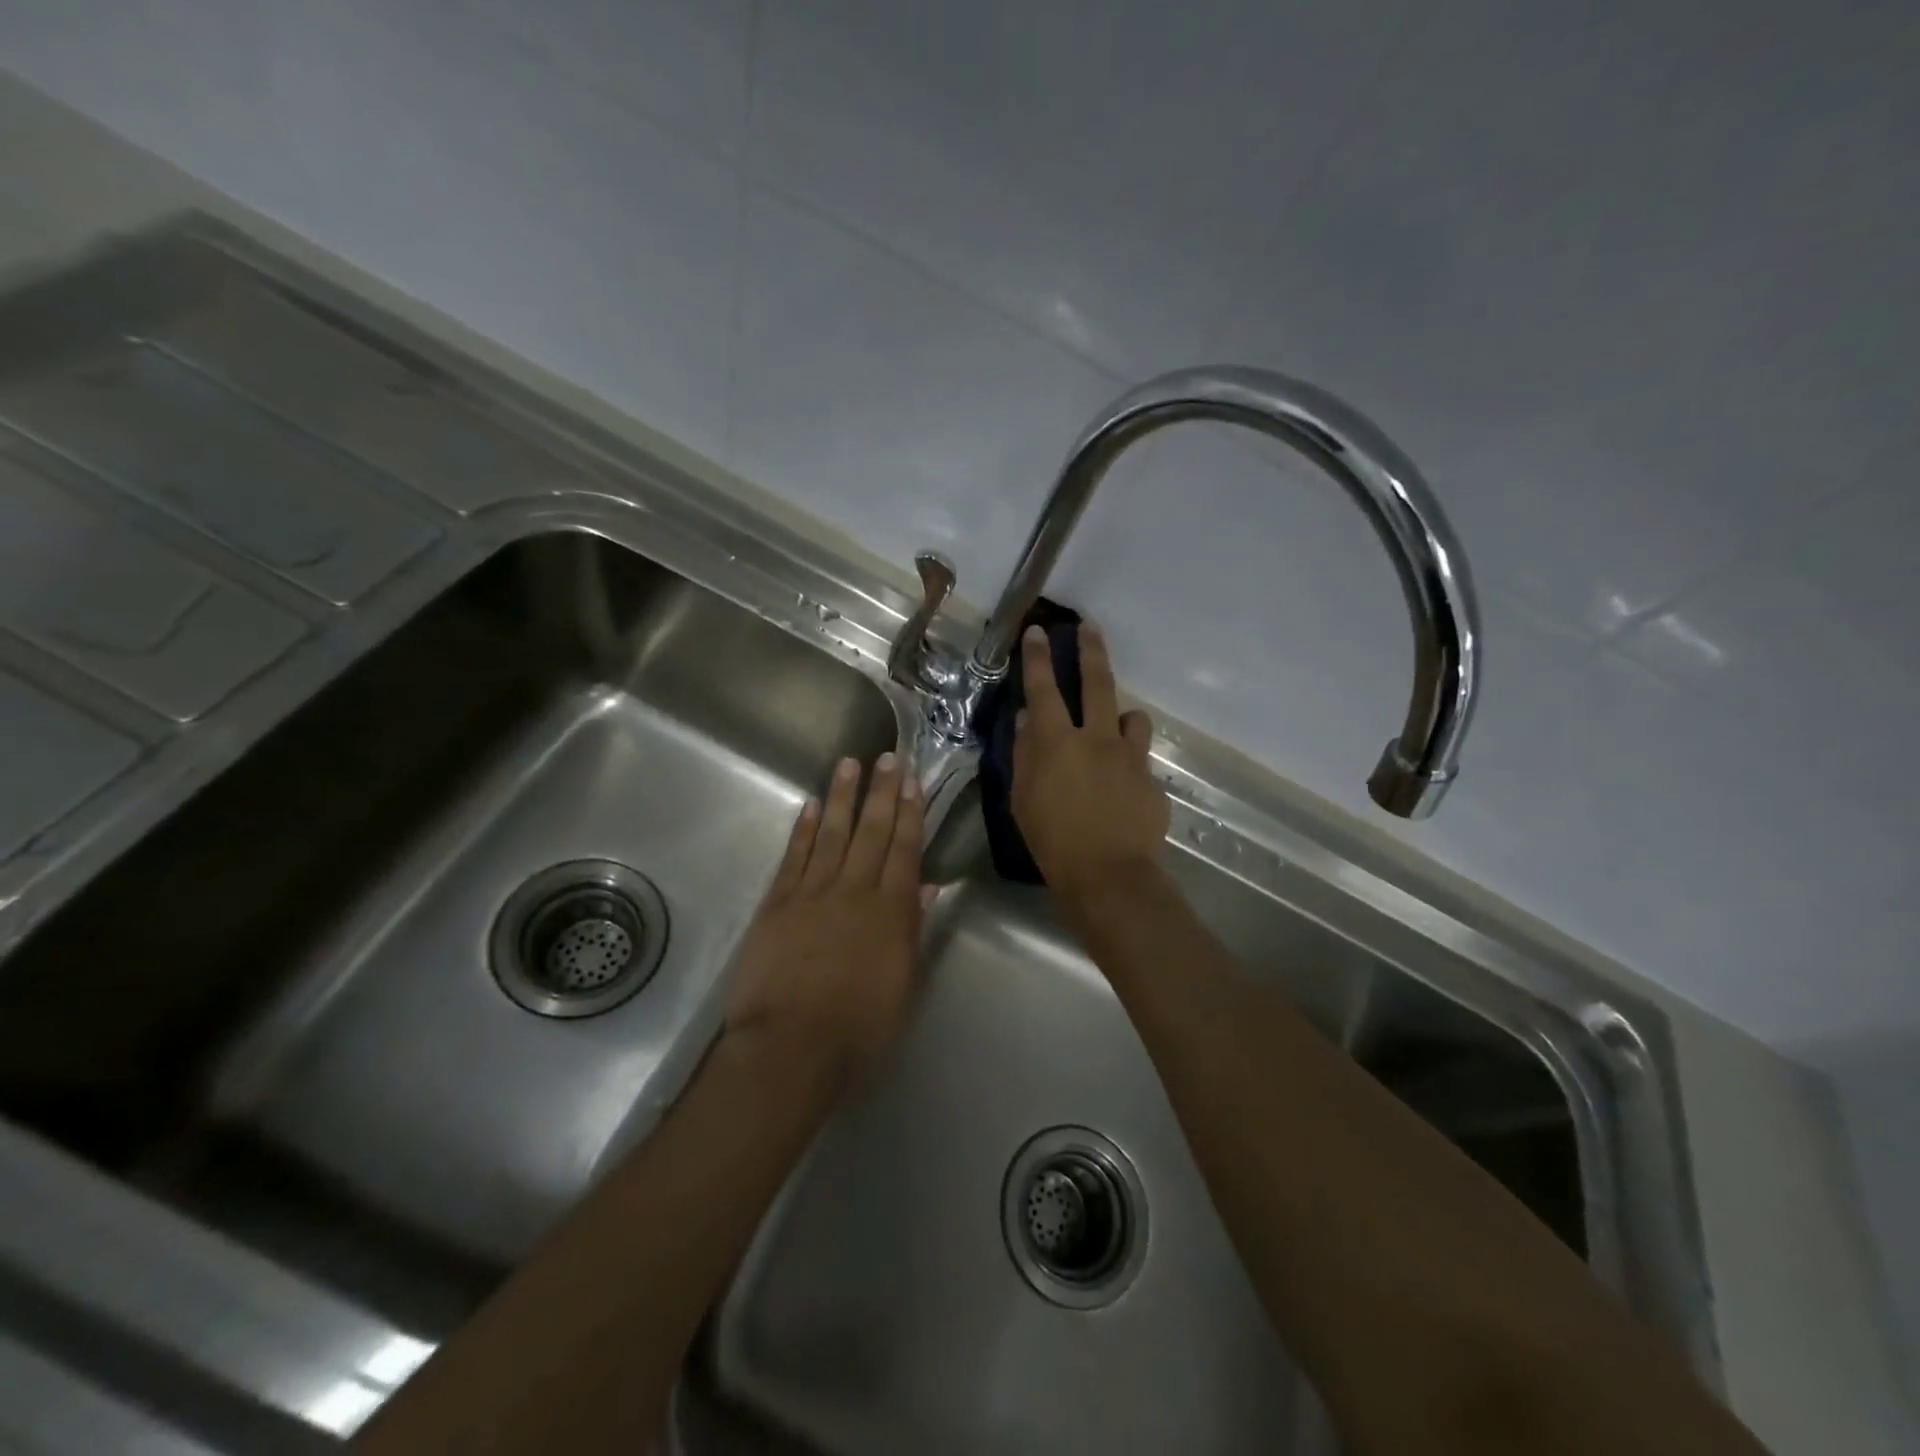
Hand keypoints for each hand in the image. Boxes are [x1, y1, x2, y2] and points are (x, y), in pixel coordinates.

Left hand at [725, 753, 925, 1077]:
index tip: (912, 781)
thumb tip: (927, 886)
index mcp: (890, 910)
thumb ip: (913, 928)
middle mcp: (854, 889)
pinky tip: (812, 804)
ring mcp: (812, 891)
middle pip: (871, 831)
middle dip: (882, 792)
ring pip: (833, 832)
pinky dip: (805, 827)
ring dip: (842, 796)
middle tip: (887, 756)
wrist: (791, 1045)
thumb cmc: (859, 1024)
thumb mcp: (903, 981)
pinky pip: (795, 854)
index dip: (910, 812)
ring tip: (850, 763)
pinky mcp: (779, 901)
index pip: (904, 849)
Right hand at [1012, 622, 1169, 899]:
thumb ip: (1024, 754)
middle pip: (1097, 683)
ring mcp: (1130, 757)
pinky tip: (1121, 790)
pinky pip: (1140, 760)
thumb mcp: (1022, 799)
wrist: (1109, 876)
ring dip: (1121, 715)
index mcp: (1057, 743)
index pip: (1043, 689)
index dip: (1038, 658)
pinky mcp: (1151, 780)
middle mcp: (1097, 739)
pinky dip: (1129, 763)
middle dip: (1091, 650)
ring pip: (1132, 717)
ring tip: (1115, 727)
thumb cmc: (1052, 841)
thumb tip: (1026, 720)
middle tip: (1090, 627)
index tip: (1037, 631)